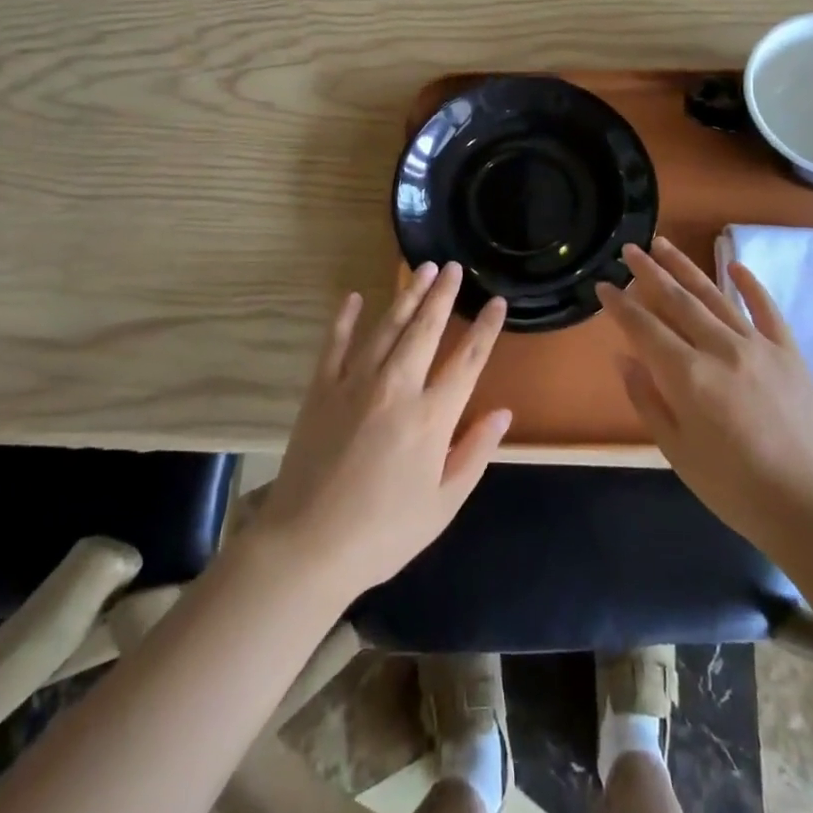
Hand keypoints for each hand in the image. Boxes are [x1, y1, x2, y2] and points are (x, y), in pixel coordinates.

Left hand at [251, 262, 512, 603]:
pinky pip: (336, 343)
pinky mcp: (321, 389)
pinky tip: (353, 297)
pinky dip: (345, 318)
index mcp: (431, 417)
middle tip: (454, 266)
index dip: (486, 328)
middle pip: (425, 329)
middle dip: (443, 294)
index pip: (467, 360)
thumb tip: (503, 413)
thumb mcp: (443, 504)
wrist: (308, 546)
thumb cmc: (384, 532)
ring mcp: (355, 383)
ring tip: (421, 269)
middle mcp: (396, 387)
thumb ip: (475, 453)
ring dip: (406, 295)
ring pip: (386, 326)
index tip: (497, 302)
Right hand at [595, 238, 812, 551]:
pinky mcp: (789, 352)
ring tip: (664, 244)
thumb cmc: (735, 489)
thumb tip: (623, 359)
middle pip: (676, 300)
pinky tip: (734, 265)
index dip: (619, 305)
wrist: (812, 509)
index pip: (643, 327)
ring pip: (714, 295)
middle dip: (648, 272)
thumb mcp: (677, 452)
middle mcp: (720, 349)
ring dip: (686, 267)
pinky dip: (749, 284)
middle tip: (630, 249)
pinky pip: (766, 309)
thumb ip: (647, 400)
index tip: (603, 285)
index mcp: (687, 376)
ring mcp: (758, 346)